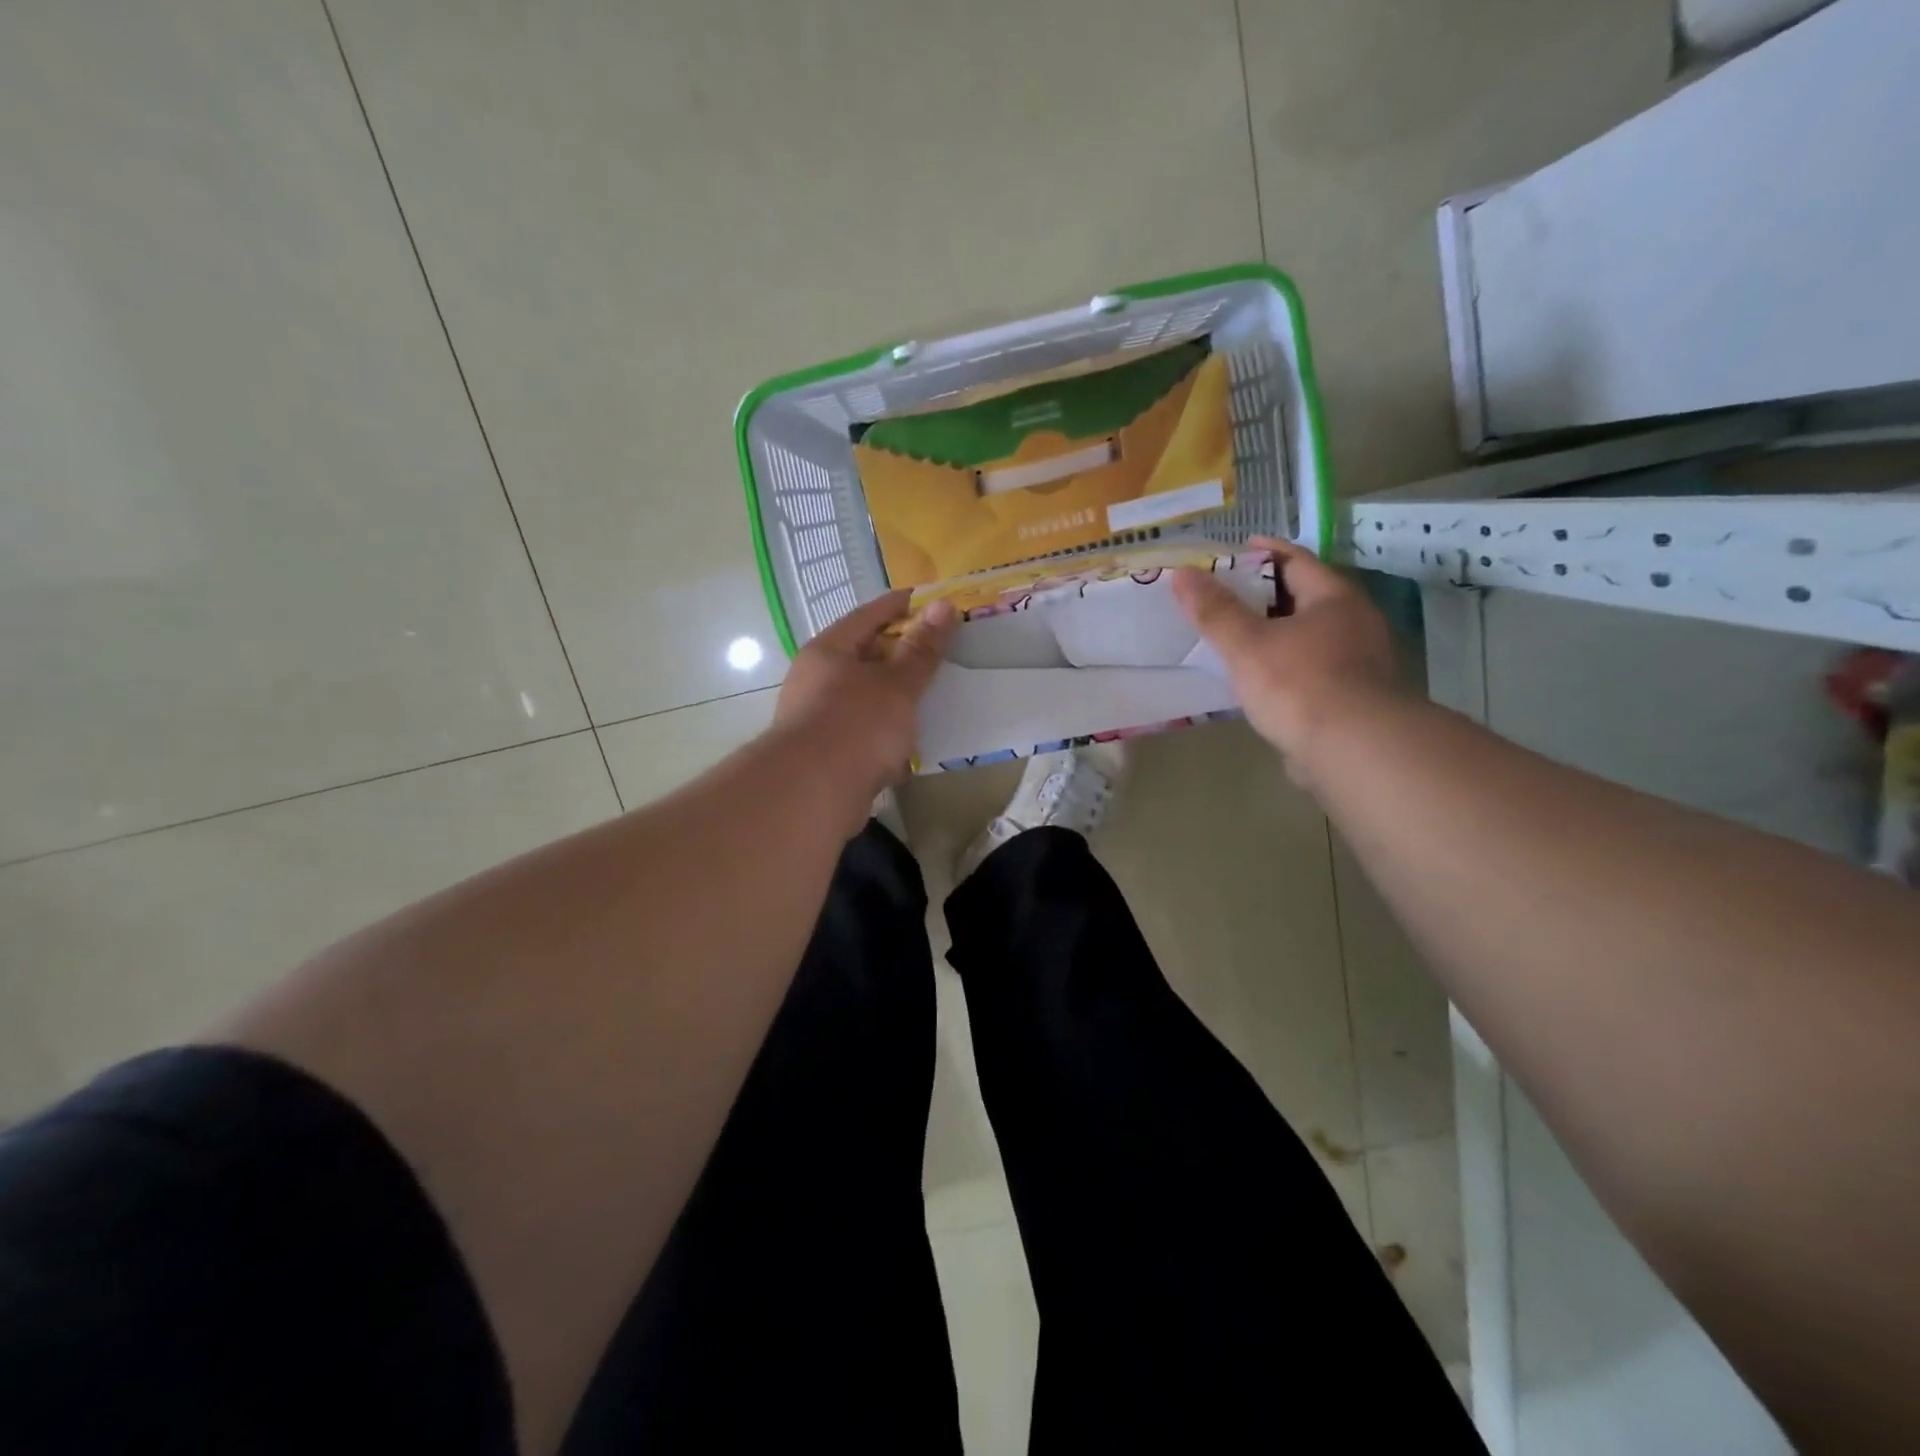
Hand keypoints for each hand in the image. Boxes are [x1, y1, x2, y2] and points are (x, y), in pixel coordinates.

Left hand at [773, 591, 957, 812]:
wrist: (812, 793)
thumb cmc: (857, 725)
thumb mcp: (898, 684)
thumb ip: (922, 649)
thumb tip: (943, 605)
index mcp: (828, 651)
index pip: (868, 615)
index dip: (901, 606)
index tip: (931, 602)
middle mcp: (815, 679)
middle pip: (863, 658)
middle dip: (899, 657)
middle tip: (937, 654)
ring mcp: (816, 719)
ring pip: (862, 699)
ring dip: (892, 701)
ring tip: (928, 702)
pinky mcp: (823, 755)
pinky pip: (860, 735)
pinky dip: (882, 737)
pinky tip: (907, 749)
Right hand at [1172, 537, 1399, 780]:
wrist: (1353, 750)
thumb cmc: (1299, 684)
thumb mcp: (1247, 644)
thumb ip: (1215, 611)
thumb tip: (1183, 574)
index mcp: (1335, 599)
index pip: (1296, 560)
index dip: (1265, 552)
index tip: (1236, 549)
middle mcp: (1355, 623)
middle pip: (1305, 597)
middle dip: (1267, 594)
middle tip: (1227, 595)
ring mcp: (1360, 661)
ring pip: (1310, 635)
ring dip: (1277, 633)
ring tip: (1238, 637)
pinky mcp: (1354, 696)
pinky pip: (1313, 667)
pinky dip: (1286, 665)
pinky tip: (1261, 679)